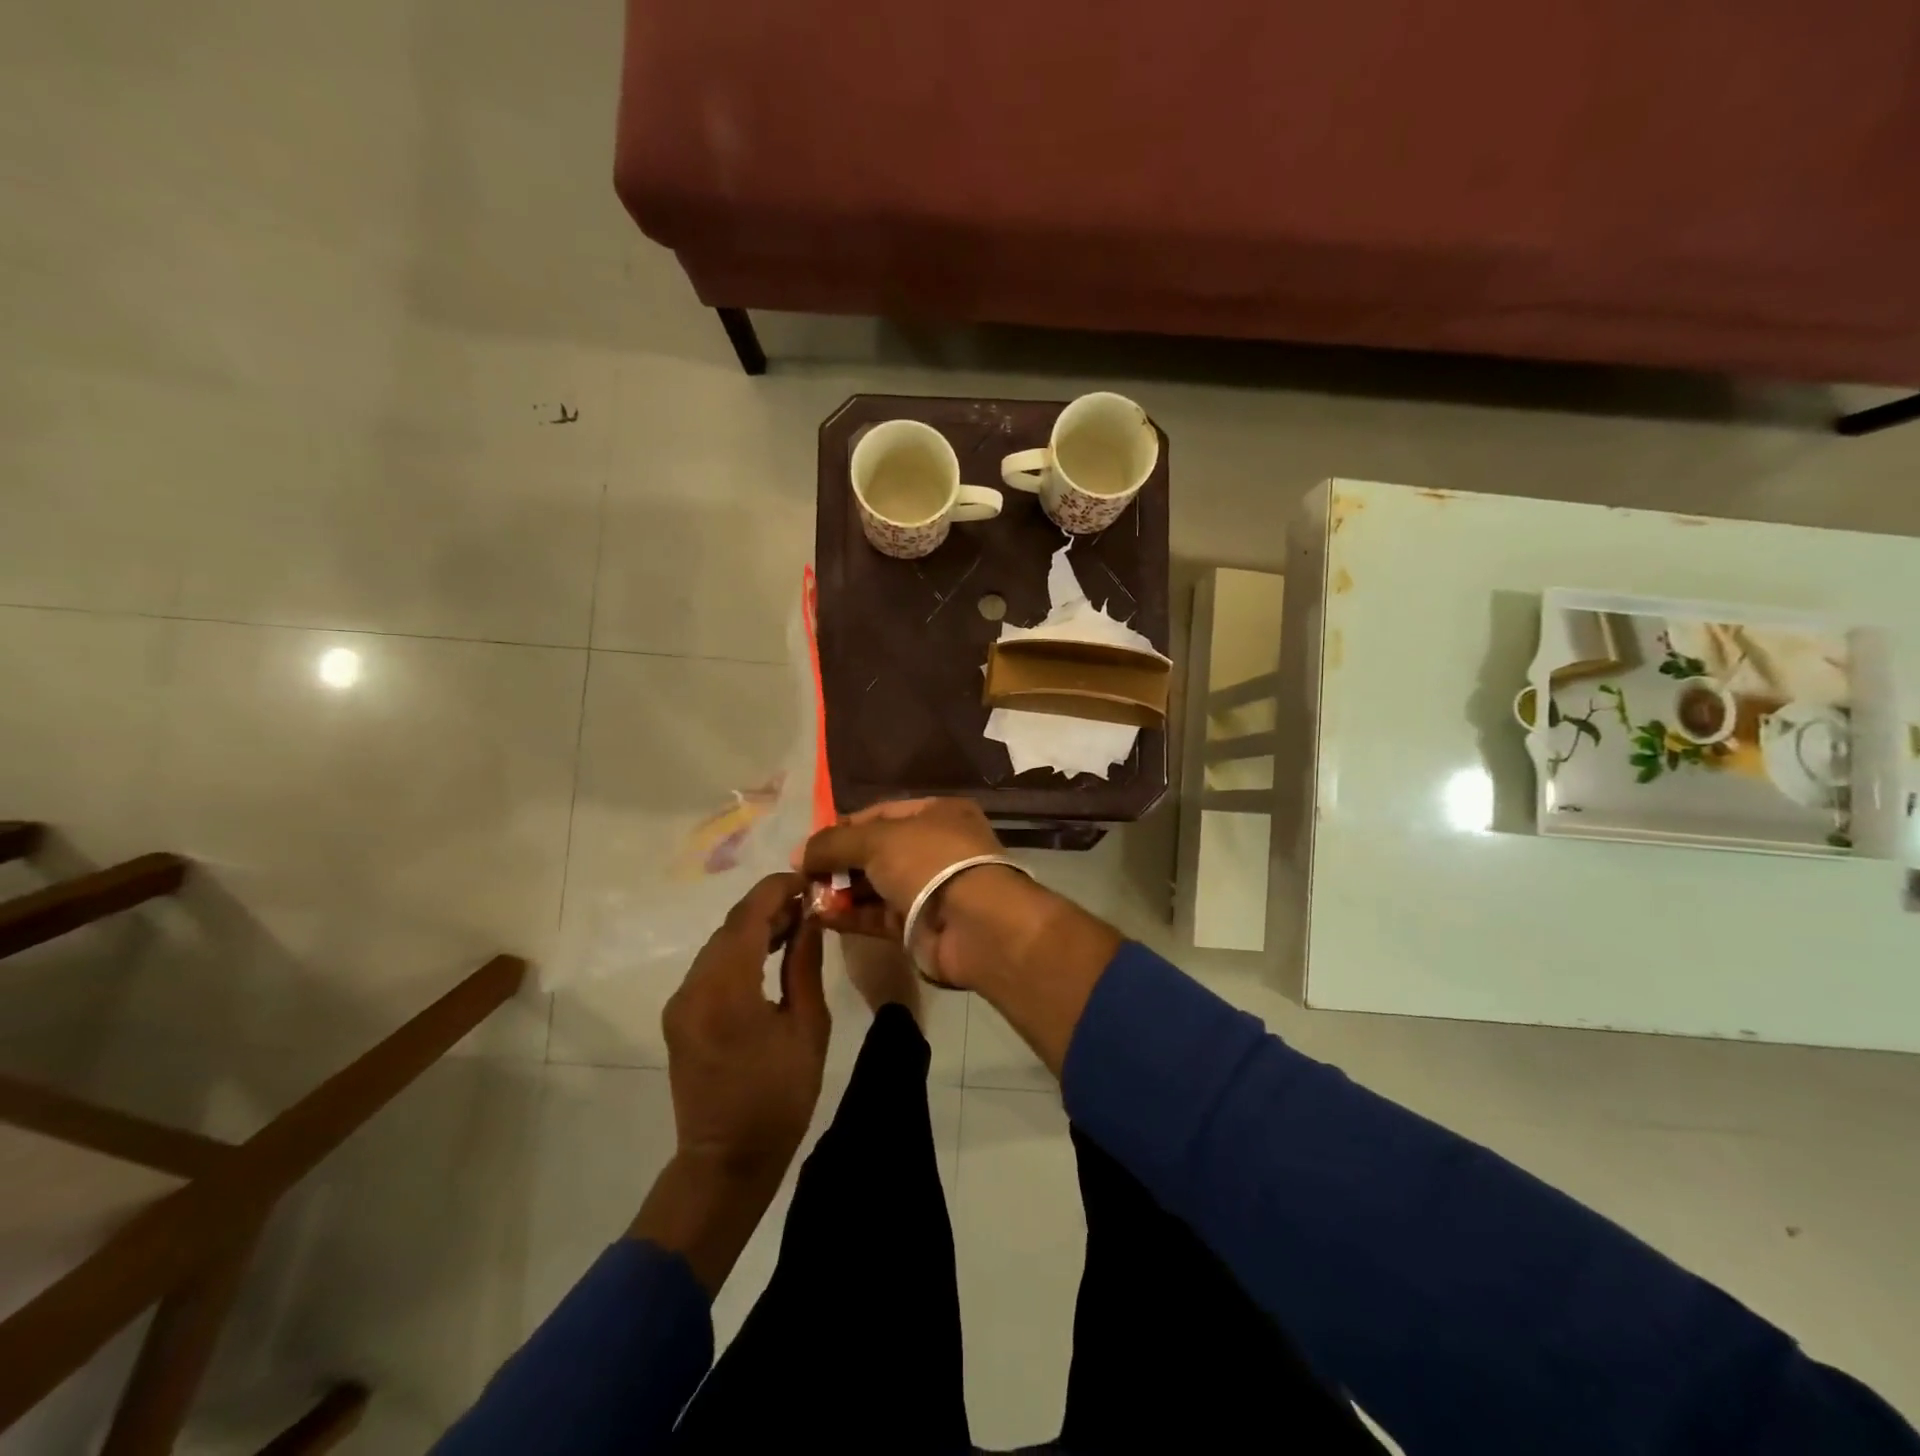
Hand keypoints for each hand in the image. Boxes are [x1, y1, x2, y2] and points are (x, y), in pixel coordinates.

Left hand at [664, 872, 829, 1180]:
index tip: (807, 881)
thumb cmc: (779, 1097)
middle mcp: (693, 987)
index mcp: (726, 989)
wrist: (726, 1160)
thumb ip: (804, 966)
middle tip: (809, 905)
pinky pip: (711, 968)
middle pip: (730, 928)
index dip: (776, 891)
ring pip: (719, 946)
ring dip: (754, 929)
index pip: (747, 917)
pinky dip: (740, 953)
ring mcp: (681, 1002)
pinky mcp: (679, 1016)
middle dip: (768, 908)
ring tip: (796, 926)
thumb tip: (809, 920)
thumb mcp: (807, 1027)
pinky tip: (769, 955)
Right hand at [803, 798, 1121, 1071]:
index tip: (809, 845)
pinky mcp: (921, 926)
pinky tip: (819, 917)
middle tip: (803, 875)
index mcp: (938, 814)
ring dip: (841, 891)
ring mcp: (930, 889)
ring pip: (876, 886)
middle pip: (876, 851)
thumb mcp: (878, 839)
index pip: (880, 814)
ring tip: (804, 897)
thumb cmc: (930, 862)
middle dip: (839, 862)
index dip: (843, 827)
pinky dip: (851, 916)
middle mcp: (935, 848)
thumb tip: (798, 853)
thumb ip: (835, 842)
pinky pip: (878, 916)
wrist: (976, 925)